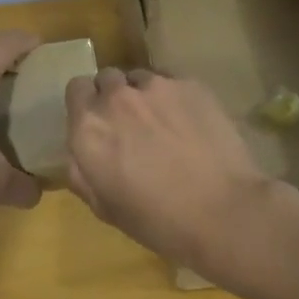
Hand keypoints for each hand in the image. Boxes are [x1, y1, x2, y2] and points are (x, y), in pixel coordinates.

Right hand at [64, 68, 278, 271]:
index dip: (86, 104)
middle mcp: (116, 98)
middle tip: (130, 125)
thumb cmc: (157, 220)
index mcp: (88, 127)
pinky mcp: (191, 85)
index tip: (99, 123)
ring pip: (141, 78)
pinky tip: (191, 124)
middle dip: (113, 96)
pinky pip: (173, 84)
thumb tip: (77, 154)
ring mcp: (156, 86)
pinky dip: (175, 98)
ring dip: (144, 95)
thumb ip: (81, 173)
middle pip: (107, 78)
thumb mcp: (104, 208)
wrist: (222, 211)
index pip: (76, 89)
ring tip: (164, 123)